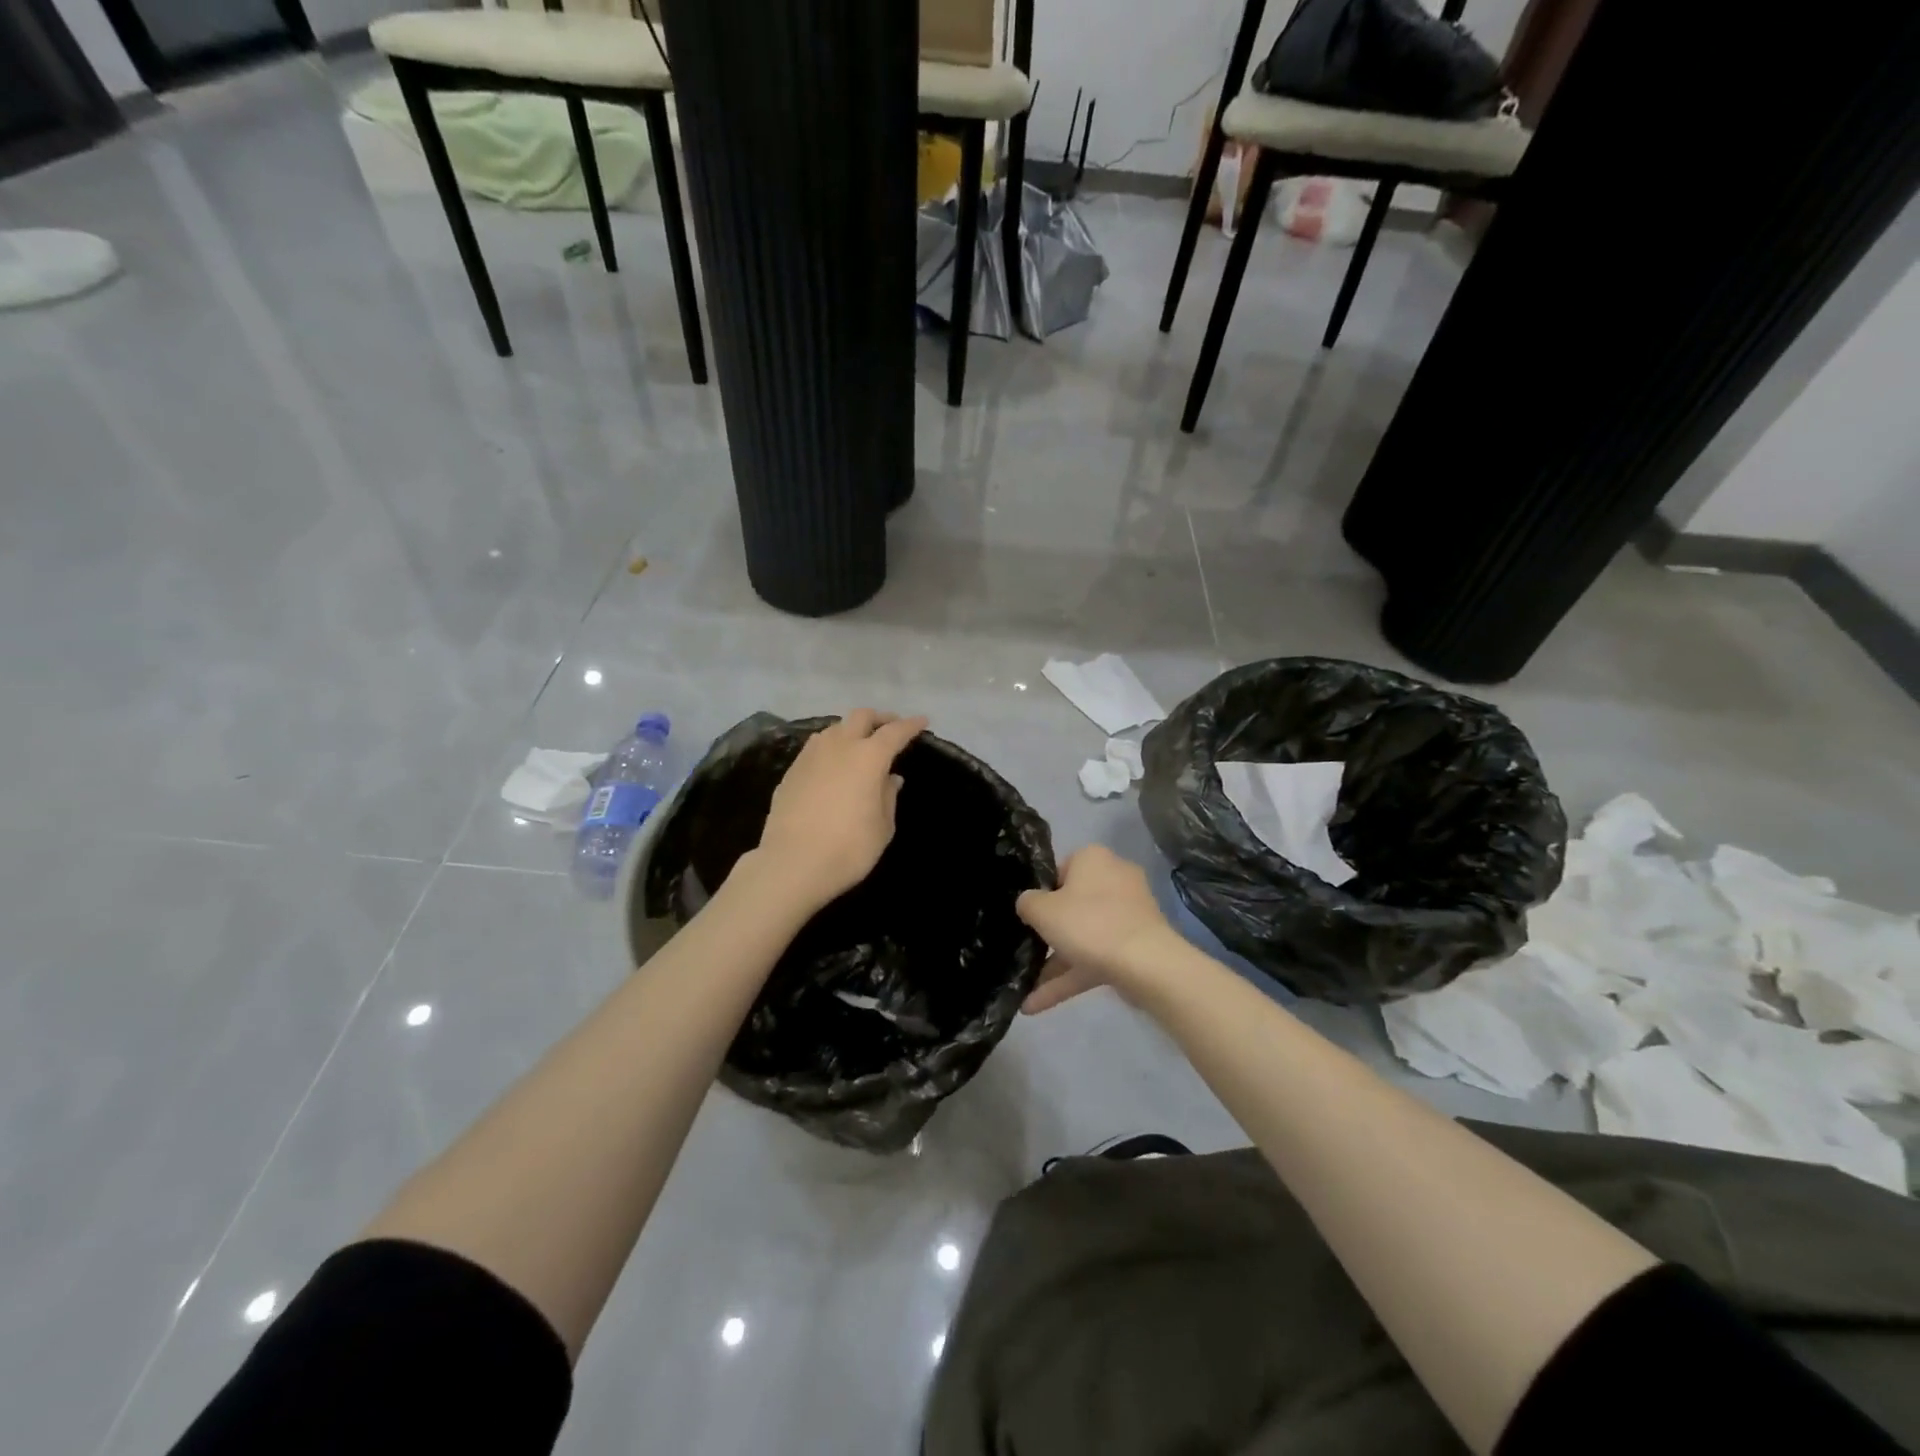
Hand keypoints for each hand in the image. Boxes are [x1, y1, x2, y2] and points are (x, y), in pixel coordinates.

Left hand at [751, 709, 928, 914]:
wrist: (792, 863)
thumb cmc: (848, 848)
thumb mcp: (882, 827)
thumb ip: (888, 796)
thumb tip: (891, 778)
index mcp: (868, 757)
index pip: (894, 732)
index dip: (910, 725)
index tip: (921, 721)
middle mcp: (839, 746)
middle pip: (861, 717)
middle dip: (879, 718)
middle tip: (890, 728)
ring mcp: (811, 756)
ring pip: (834, 728)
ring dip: (851, 729)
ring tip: (859, 744)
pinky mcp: (791, 770)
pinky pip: (816, 747)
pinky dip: (831, 747)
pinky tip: (833, 763)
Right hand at [1016, 846, 1180, 1012]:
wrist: (1146, 964)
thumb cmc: (1088, 924)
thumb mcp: (1042, 910)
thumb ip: (1027, 903)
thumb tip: (1028, 903)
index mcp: (1093, 859)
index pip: (1059, 870)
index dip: (1041, 894)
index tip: (1028, 917)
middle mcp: (1114, 879)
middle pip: (1072, 905)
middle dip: (1048, 935)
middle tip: (1026, 951)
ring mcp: (1128, 914)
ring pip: (1084, 936)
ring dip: (1055, 965)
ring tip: (1024, 995)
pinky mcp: (1135, 945)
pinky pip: (1097, 957)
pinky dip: (1071, 978)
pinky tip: (1037, 1005)